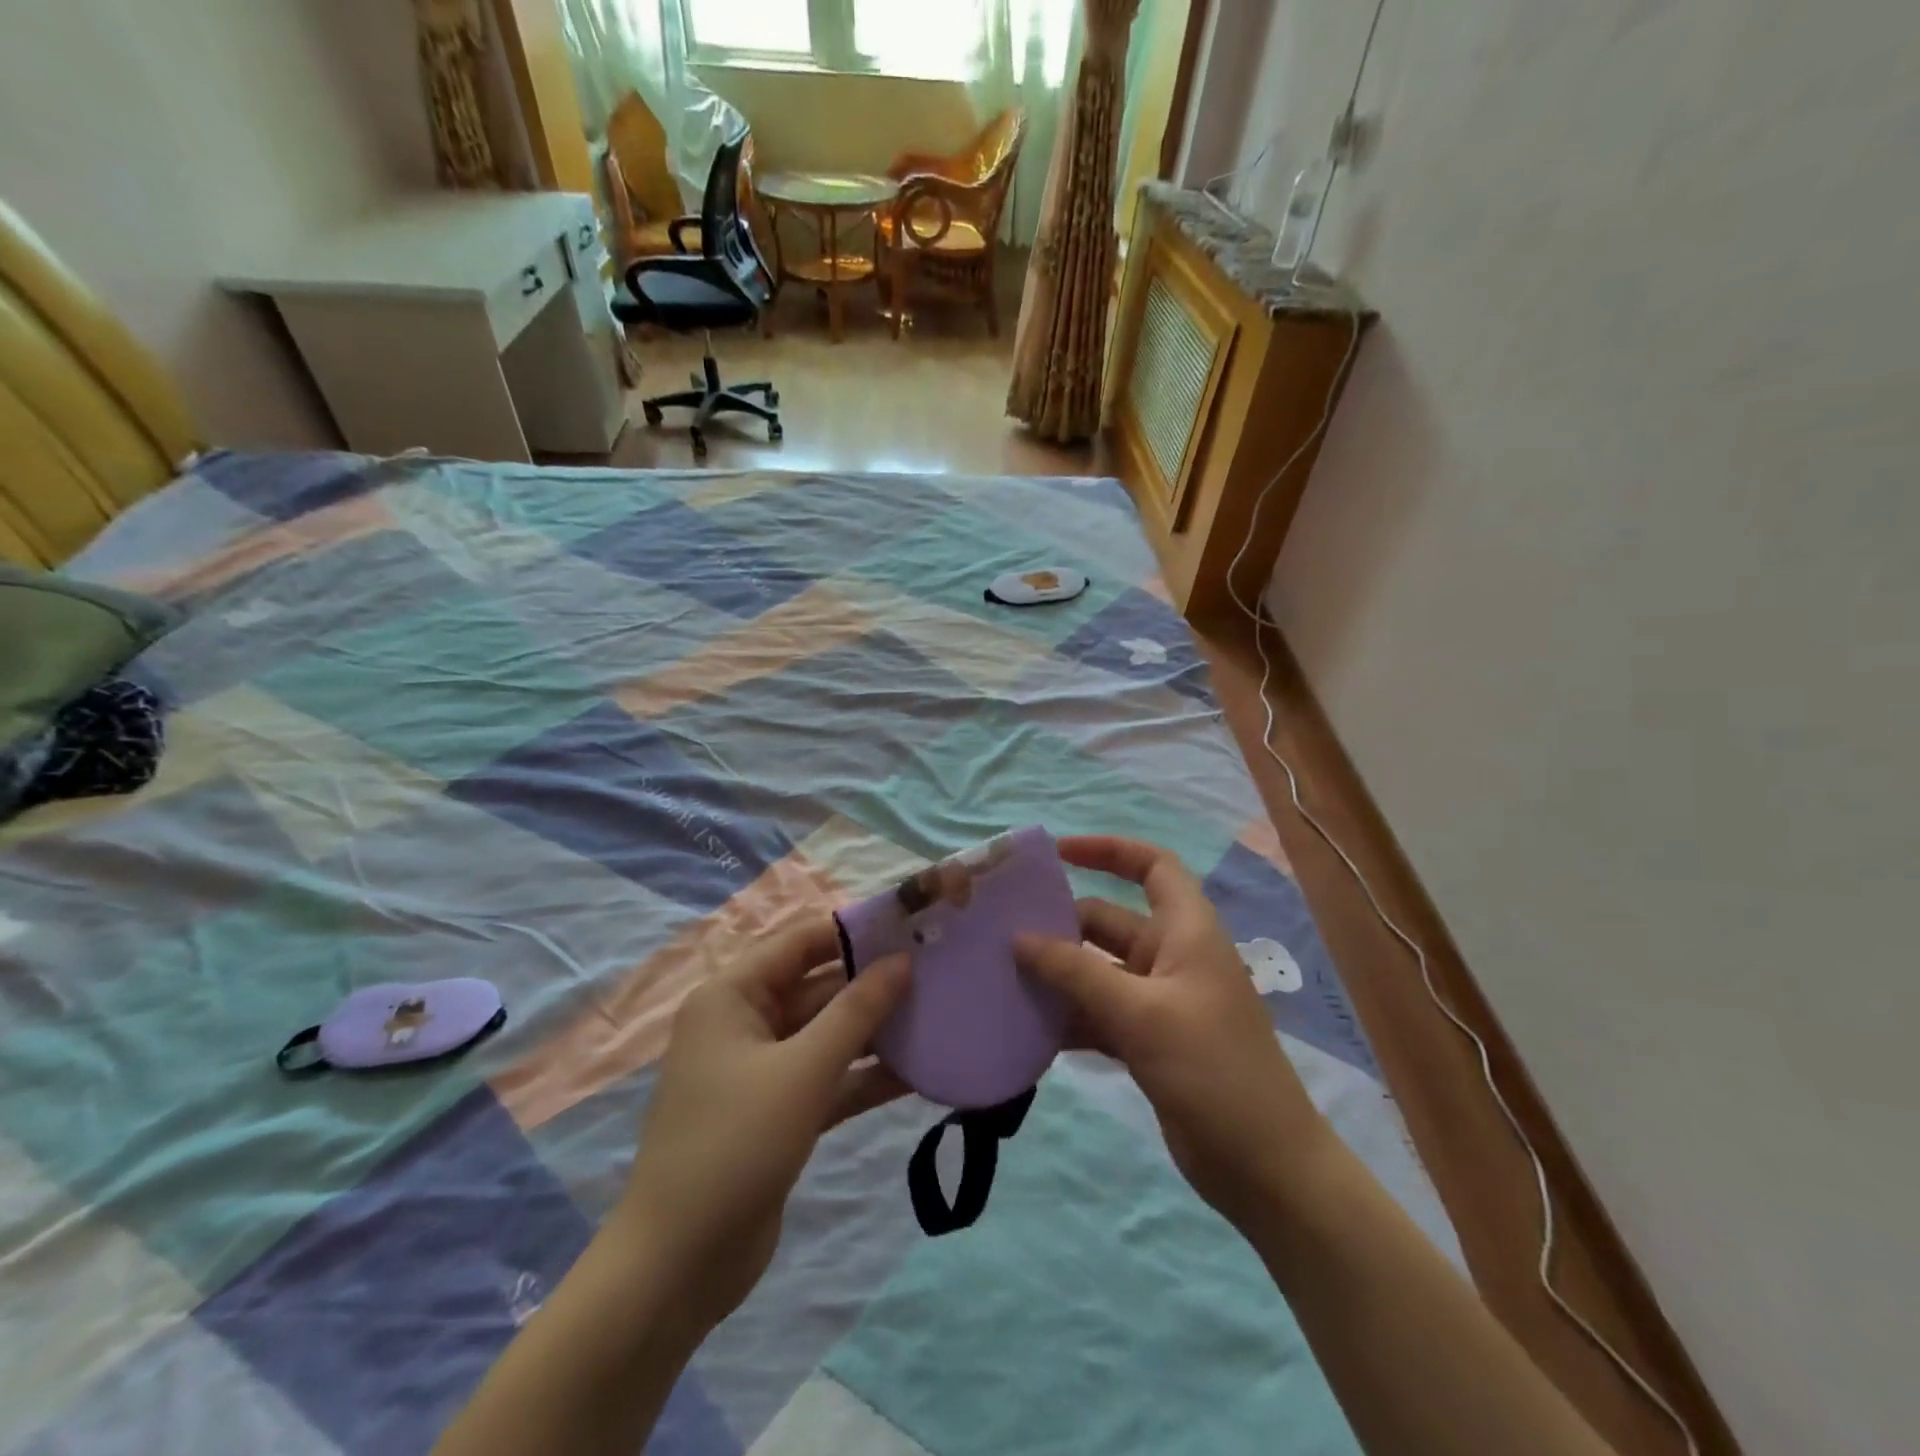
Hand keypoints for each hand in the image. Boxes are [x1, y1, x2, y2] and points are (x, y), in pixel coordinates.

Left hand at [616, 917, 910, 1330]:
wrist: (679, 1267)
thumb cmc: (735, 1144)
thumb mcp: (803, 1070)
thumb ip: (856, 1011)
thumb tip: (901, 961)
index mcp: (733, 996)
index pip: (801, 942)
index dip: (854, 931)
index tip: (910, 925)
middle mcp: (745, 1022)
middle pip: (819, 987)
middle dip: (874, 984)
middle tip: (938, 972)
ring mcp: (763, 1070)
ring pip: (828, 1034)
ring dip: (876, 1031)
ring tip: (939, 1015)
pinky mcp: (780, 1111)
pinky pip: (829, 1077)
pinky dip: (866, 1075)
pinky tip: (919, 1072)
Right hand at [1015, 835, 1328, 1230]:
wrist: (1263, 1166)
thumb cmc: (1211, 1068)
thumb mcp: (1139, 1012)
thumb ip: (1076, 972)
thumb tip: (1019, 938)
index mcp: (1186, 931)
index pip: (1152, 866)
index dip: (1108, 850)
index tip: (1057, 853)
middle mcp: (1172, 957)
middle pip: (1109, 920)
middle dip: (1061, 922)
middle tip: (1002, 930)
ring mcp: (1159, 1002)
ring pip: (1098, 970)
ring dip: (1058, 973)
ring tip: (1002, 976)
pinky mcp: (1148, 1042)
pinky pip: (1098, 1012)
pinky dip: (1069, 1015)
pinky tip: (1028, 1027)